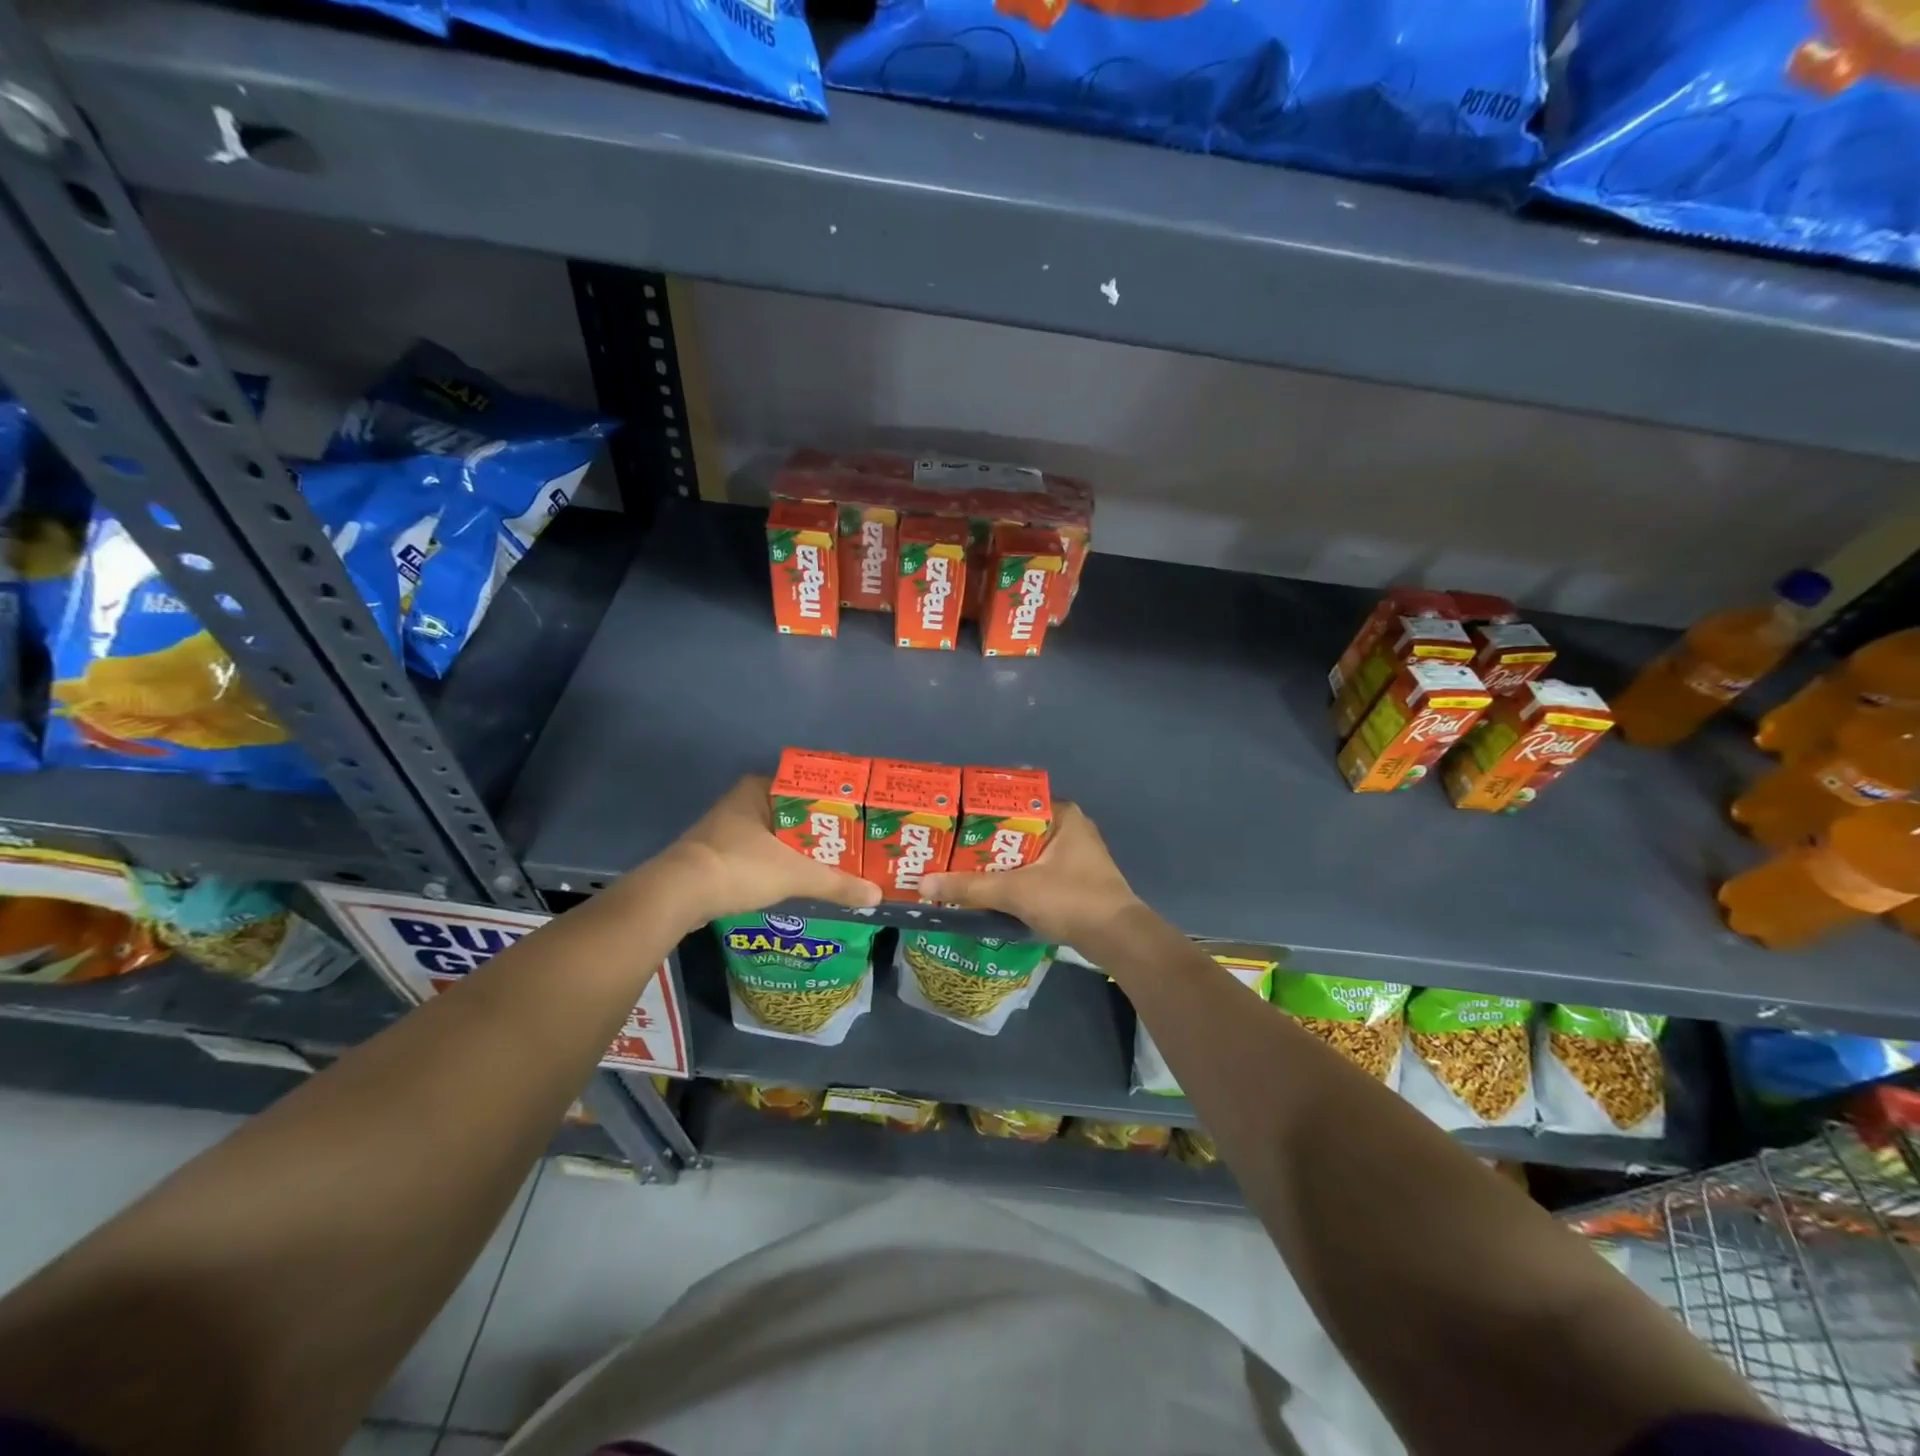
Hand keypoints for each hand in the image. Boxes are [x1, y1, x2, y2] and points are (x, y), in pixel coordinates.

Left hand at [652, 776, 880, 927]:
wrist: (678, 895)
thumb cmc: (739, 867)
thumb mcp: (795, 874)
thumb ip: (836, 883)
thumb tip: (876, 896)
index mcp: (760, 789)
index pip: (809, 789)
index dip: (836, 806)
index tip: (861, 821)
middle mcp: (743, 801)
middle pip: (795, 814)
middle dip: (823, 832)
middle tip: (855, 846)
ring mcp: (727, 828)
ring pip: (778, 836)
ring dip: (802, 850)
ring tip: (836, 864)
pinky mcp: (718, 854)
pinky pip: (761, 853)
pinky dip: (781, 864)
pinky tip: (801, 879)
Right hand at [918, 803, 1139, 945]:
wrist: (1118, 940)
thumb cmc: (1071, 900)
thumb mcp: (1015, 891)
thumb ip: (970, 887)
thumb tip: (924, 884)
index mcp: (1062, 814)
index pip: (1014, 801)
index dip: (982, 810)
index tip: (952, 820)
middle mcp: (1070, 827)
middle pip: (1017, 828)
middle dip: (985, 840)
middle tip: (948, 846)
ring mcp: (1075, 855)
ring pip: (1026, 852)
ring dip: (998, 862)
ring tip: (960, 867)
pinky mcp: (1074, 879)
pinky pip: (1035, 870)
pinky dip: (1014, 878)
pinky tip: (989, 889)